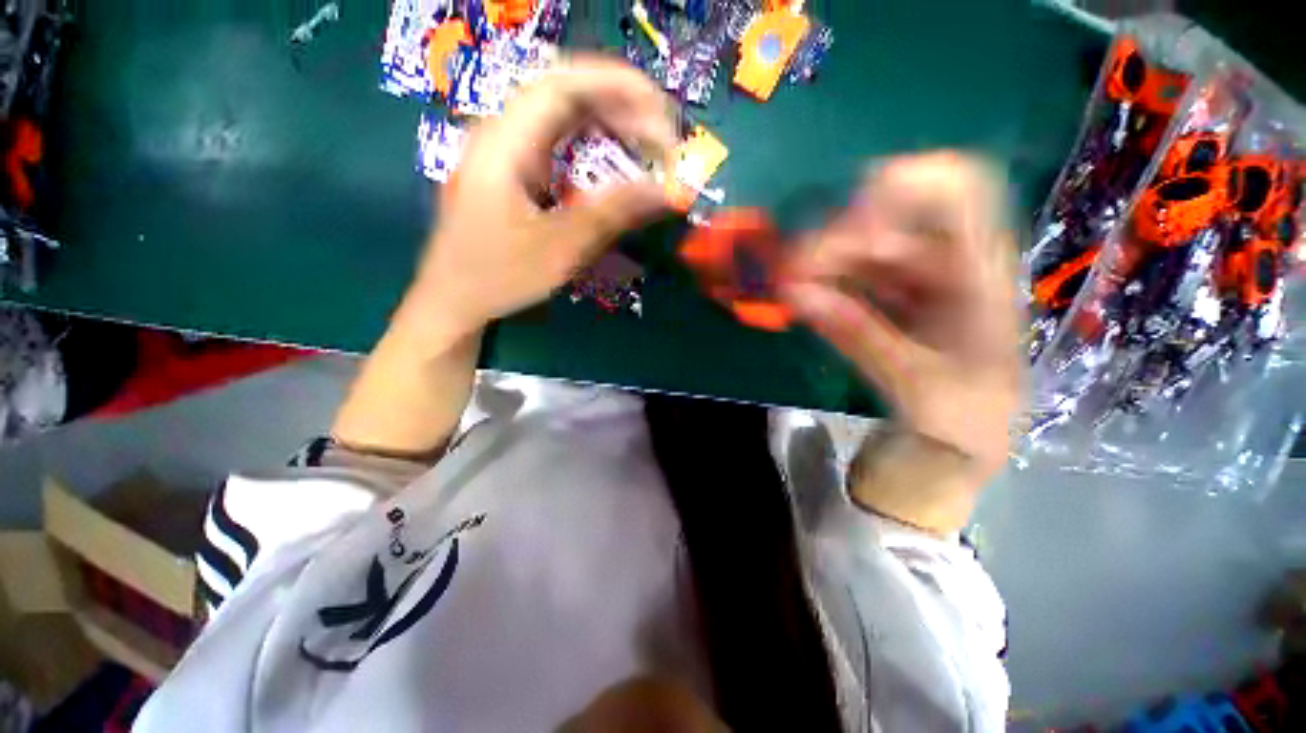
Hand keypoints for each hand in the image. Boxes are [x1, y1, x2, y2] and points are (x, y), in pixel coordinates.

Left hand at [412, 56, 676, 334]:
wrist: (454, 299)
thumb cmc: (499, 276)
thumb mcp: (560, 248)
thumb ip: (613, 214)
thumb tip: (666, 191)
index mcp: (504, 143)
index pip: (564, 85)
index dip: (618, 88)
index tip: (661, 113)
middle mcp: (503, 133)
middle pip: (567, 93)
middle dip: (621, 107)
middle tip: (662, 140)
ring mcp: (506, 150)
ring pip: (563, 116)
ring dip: (609, 125)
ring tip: (647, 148)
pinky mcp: (513, 170)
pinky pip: (558, 141)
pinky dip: (593, 147)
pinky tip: (614, 162)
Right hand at [782, 152, 1021, 473]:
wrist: (963, 447)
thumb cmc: (961, 419)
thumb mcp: (915, 382)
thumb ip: (855, 333)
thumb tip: (792, 293)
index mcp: (981, 274)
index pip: (957, 189)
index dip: (900, 187)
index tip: (848, 224)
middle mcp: (949, 264)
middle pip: (890, 219)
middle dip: (836, 238)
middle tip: (792, 272)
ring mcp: (915, 281)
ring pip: (861, 248)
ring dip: (821, 262)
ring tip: (789, 288)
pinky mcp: (888, 300)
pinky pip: (851, 276)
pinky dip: (823, 283)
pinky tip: (802, 297)